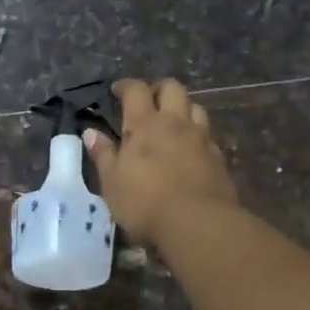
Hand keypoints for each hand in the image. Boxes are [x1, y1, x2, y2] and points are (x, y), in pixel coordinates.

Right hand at [84, 78, 238, 245]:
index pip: (136, 90)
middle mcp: (175, 123)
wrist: (198, 224)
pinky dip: (197, 135)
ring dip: (183, 108)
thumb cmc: (145, 203)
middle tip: (148, 102)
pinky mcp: (219, 157)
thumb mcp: (112, 183)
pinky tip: (190, 150)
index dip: (126, 86)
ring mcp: (201, 138)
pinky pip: (208, 135)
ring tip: (172, 123)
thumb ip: (104, 155)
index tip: (117, 91)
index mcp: (144, 124)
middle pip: (172, 88)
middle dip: (159, 89)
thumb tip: (91, 132)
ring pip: (195, 107)